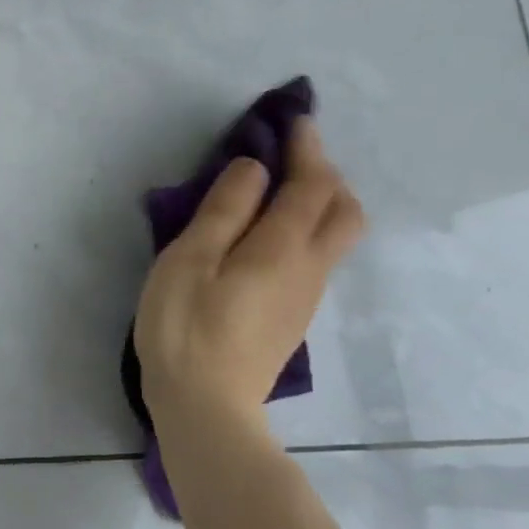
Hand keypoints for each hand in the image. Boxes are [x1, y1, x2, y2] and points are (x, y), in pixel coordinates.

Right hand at [133, 116, 363, 438]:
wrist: (205, 408)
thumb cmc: (185, 328)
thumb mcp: (190, 261)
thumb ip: (224, 211)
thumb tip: (255, 169)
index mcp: (282, 249)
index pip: (312, 186)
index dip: (308, 149)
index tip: (295, 120)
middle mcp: (308, 269)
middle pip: (343, 211)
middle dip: (326, 175)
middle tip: (291, 157)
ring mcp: (305, 298)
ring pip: (333, 237)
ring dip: (318, 202)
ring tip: (278, 190)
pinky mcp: (292, 318)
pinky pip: (314, 258)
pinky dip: (304, 230)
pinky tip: (268, 236)